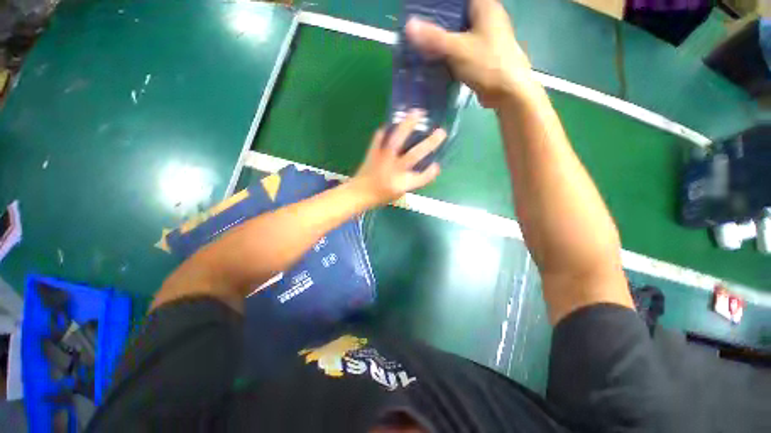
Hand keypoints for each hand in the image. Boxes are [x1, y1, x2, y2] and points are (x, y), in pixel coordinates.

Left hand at [352, 110, 445, 206]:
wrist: (359, 193)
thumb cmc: (380, 196)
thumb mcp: (399, 193)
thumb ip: (411, 181)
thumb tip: (424, 167)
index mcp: (401, 184)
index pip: (421, 177)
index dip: (430, 172)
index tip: (436, 165)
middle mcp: (394, 171)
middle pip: (414, 155)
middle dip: (429, 143)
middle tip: (440, 132)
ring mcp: (383, 160)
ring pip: (397, 140)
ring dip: (408, 126)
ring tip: (417, 113)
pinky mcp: (373, 152)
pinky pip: (380, 137)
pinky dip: (386, 130)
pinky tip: (392, 122)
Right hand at [405, 0, 535, 108]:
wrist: (508, 92)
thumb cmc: (488, 64)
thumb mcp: (458, 49)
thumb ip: (434, 38)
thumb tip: (409, 26)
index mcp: (484, 7)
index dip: (440, 4)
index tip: (422, 10)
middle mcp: (486, 18)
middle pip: (457, 15)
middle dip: (437, 22)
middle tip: (418, 30)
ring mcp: (485, 38)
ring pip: (458, 34)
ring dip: (442, 40)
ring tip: (422, 45)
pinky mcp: (481, 56)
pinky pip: (461, 50)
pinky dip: (449, 54)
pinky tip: (435, 61)